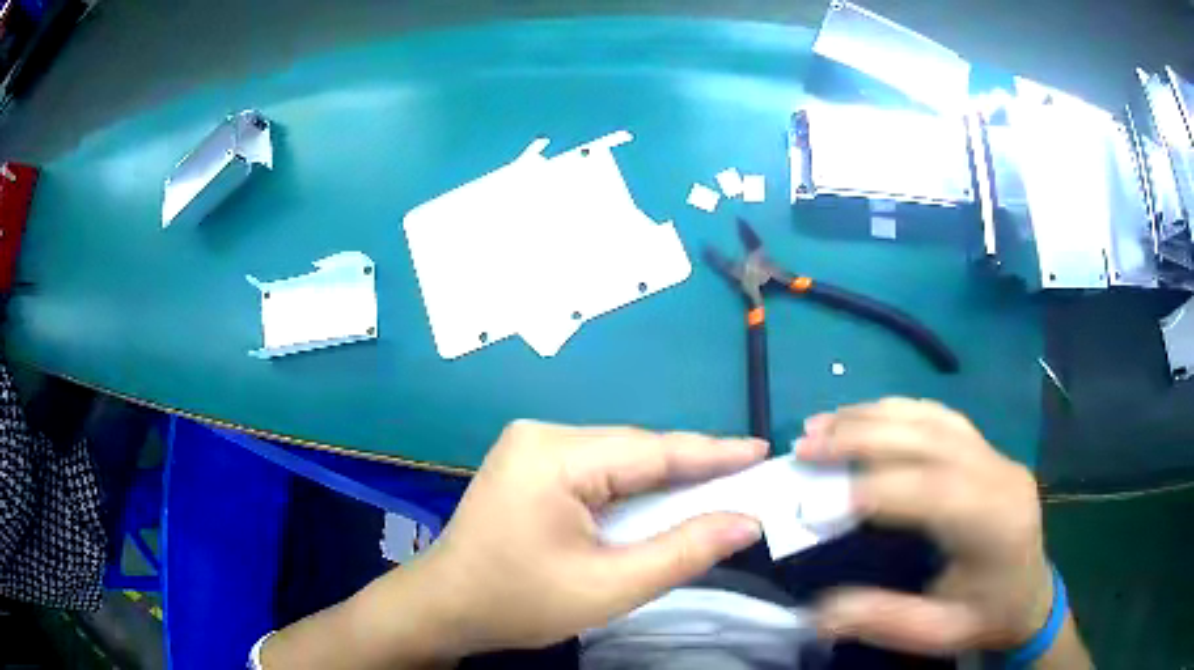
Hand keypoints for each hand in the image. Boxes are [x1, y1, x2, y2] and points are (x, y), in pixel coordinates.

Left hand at [394, 421, 766, 656]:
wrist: (445, 607)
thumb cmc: (518, 602)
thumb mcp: (609, 587)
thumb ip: (683, 552)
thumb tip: (747, 522)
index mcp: (554, 456)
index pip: (652, 450)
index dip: (713, 452)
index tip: (762, 451)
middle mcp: (542, 435)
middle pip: (636, 451)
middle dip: (692, 469)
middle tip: (748, 478)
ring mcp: (531, 446)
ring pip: (619, 459)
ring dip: (665, 480)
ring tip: (718, 488)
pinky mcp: (530, 464)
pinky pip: (598, 470)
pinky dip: (634, 488)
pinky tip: (662, 501)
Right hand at [796, 398, 1051, 654]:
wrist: (1032, 594)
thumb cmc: (987, 615)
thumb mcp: (938, 633)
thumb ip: (883, 619)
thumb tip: (817, 610)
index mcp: (993, 522)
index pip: (929, 491)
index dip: (869, 491)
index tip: (811, 504)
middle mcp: (998, 474)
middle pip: (927, 438)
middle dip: (861, 437)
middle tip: (804, 445)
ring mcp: (995, 454)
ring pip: (931, 417)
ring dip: (873, 415)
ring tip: (823, 423)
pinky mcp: (988, 449)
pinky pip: (941, 416)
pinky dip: (898, 410)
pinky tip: (868, 415)